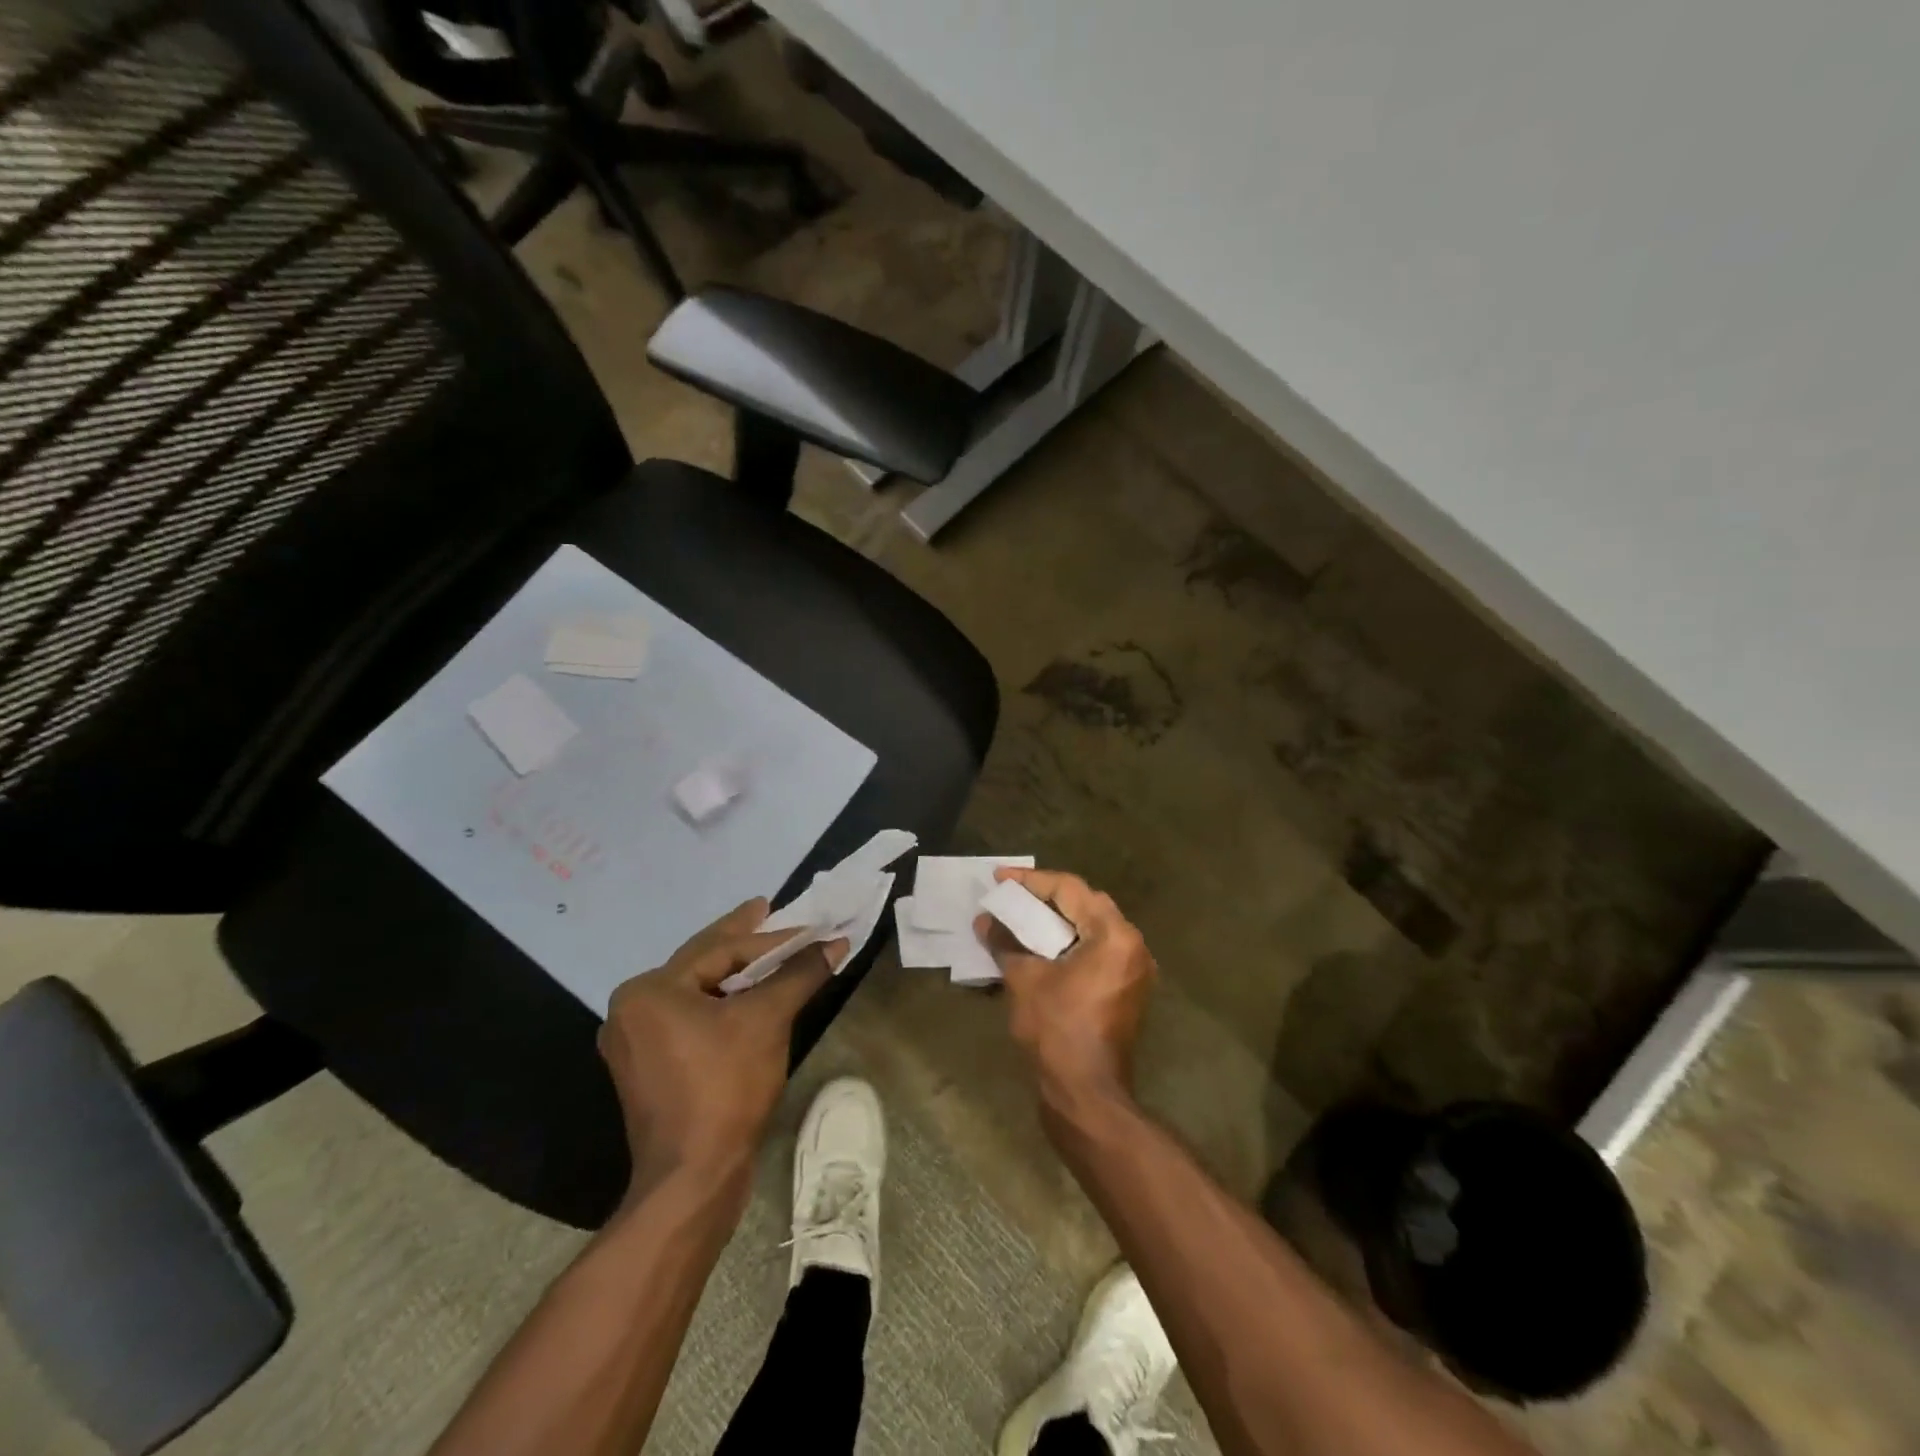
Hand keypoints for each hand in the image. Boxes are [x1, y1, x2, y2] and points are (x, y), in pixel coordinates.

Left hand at [599, 899, 846, 1201]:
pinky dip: (722, 1006)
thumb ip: (800, 973)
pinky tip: (747, 1000)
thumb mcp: (768, 1020)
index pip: (719, 949)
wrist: (693, 1180)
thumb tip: (835, 941)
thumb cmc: (725, 1087)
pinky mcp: (648, 1071)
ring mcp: (635, 1044)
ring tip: (767, 955)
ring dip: (735, 976)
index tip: (806, 926)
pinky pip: (691, 1020)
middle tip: (769, 910)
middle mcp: (631, 1010)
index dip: (770, 938)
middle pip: (701, 965)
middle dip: (742, 942)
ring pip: (697, 994)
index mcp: (649, 991)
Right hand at [976, 868, 1155, 1105]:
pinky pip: (1098, 949)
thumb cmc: (1057, 1030)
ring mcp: (1135, 969)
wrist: (1086, 1093)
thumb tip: (984, 921)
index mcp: (1114, 935)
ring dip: (1059, 919)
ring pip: (1093, 926)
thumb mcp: (1024, 979)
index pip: (1070, 890)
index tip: (999, 877)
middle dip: (1047, 896)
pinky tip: (1042, 944)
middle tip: (1012, 894)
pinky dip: (1071, 941)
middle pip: (1086, 903)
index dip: (1032, 881)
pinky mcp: (1128, 989)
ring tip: (1022, 914)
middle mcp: (1132, 945)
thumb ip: (1005, 942)